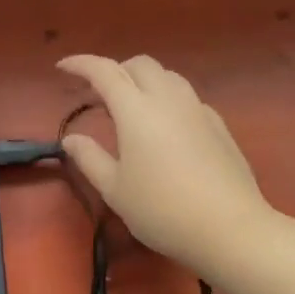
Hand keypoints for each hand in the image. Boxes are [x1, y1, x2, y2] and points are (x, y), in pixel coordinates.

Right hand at [57, 54, 277, 279]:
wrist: (231, 229)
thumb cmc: (163, 210)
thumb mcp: (115, 189)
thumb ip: (89, 158)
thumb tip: (71, 139)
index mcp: (136, 110)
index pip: (104, 71)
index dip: (81, 64)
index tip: (62, 67)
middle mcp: (168, 99)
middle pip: (139, 64)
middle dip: (115, 70)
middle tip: (98, 94)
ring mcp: (198, 110)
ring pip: (167, 76)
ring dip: (143, 81)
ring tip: (131, 107)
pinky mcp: (219, 125)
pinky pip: (187, 97)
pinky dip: (167, 99)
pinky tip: (165, 128)